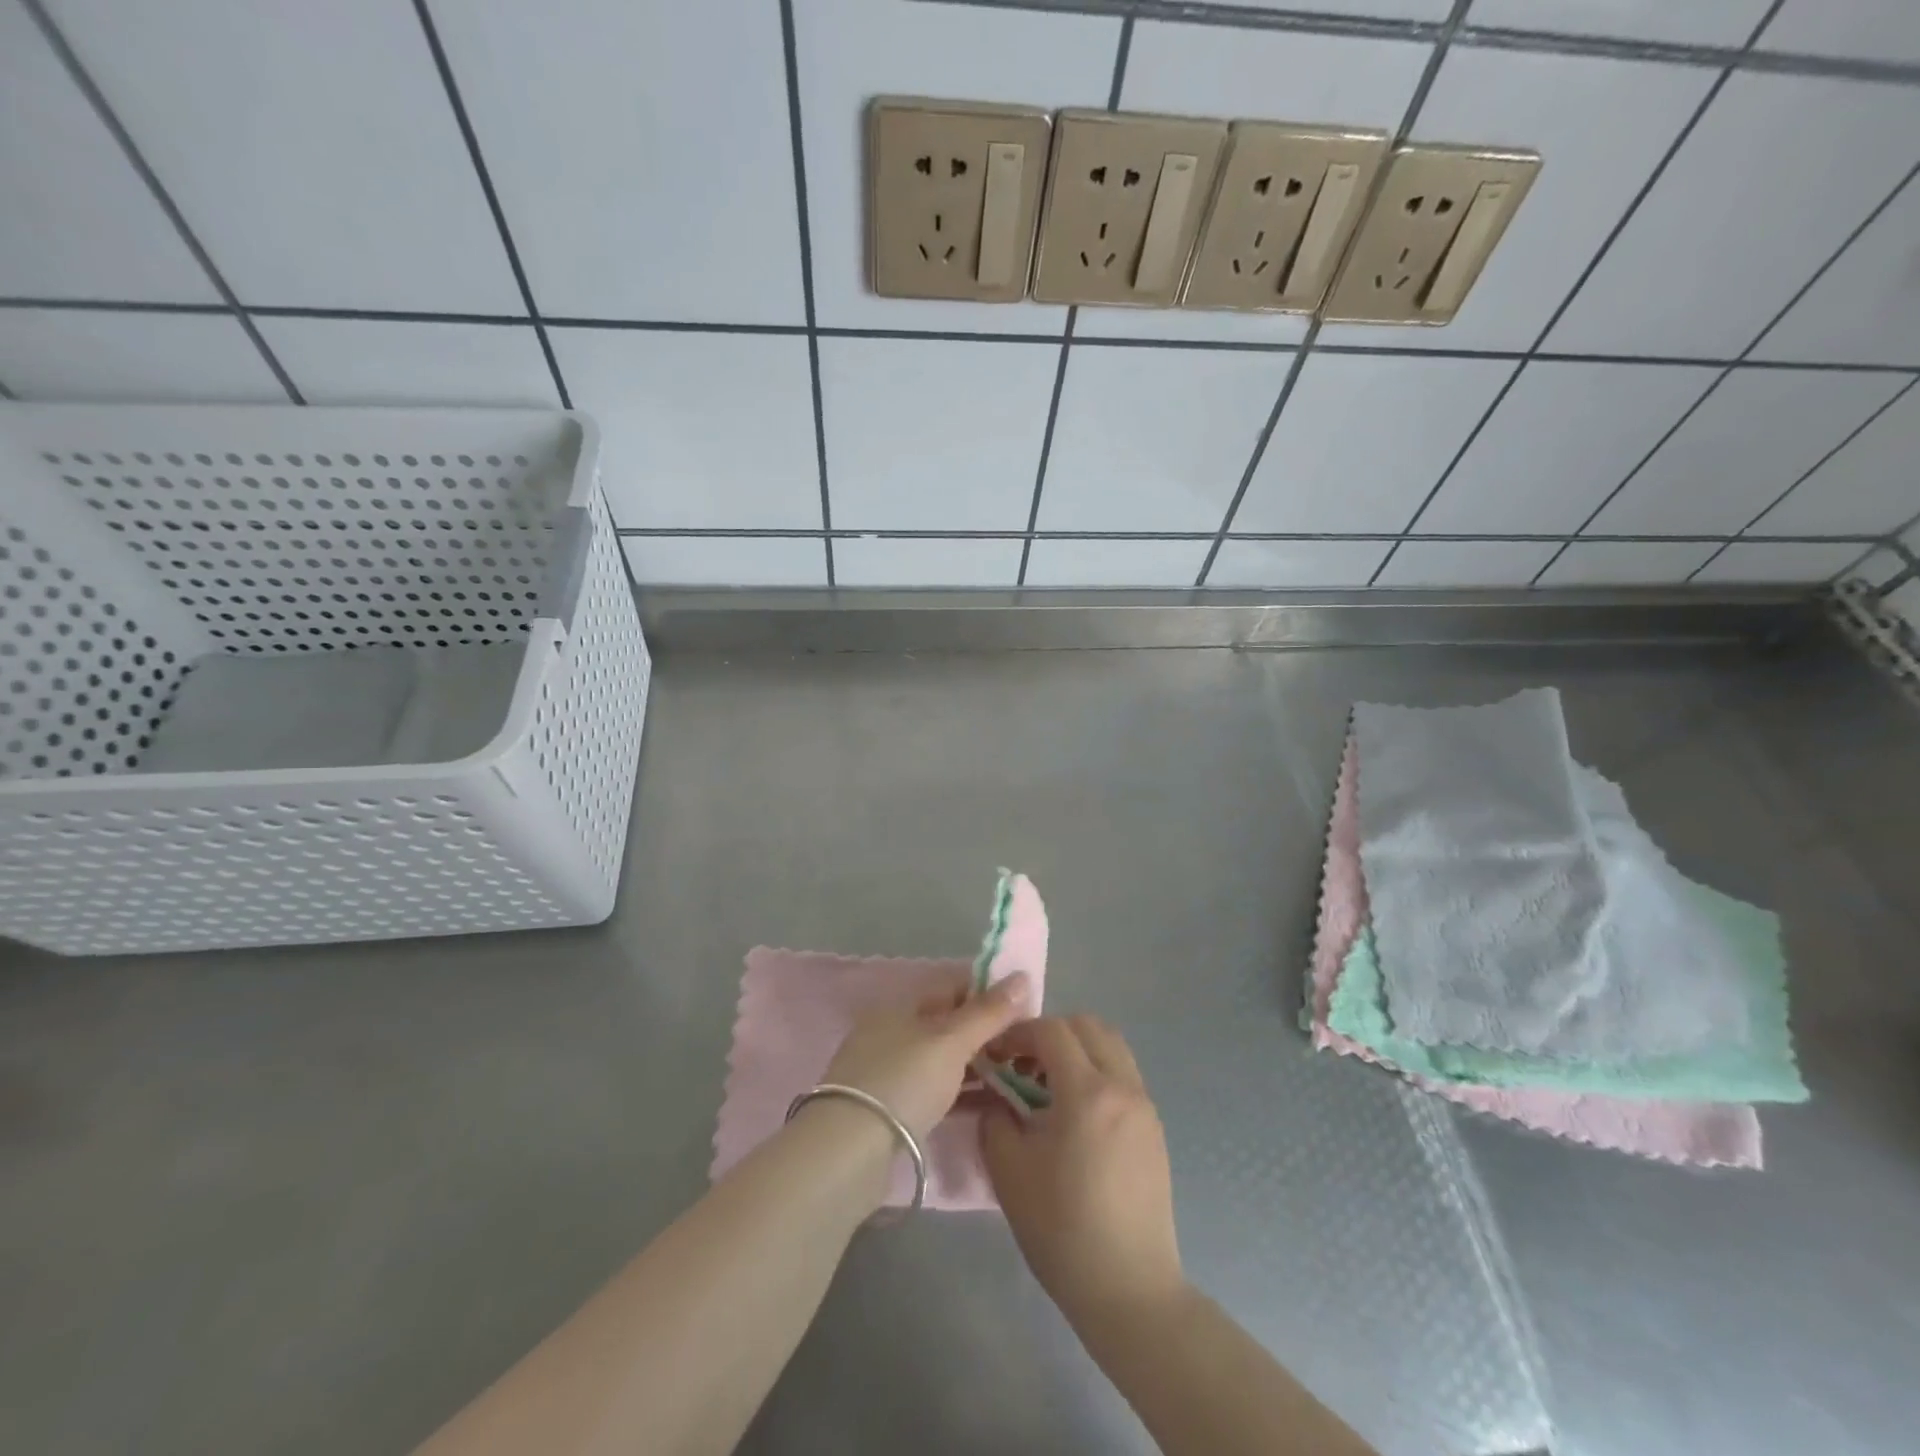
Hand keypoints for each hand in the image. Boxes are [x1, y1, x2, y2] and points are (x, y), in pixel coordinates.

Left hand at [819, 969, 1034, 1144]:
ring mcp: (891, 1072)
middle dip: (988, 1033)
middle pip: (950, 1024)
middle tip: (1028, 1047)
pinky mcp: (893, 1110)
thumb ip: (988, 1011)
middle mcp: (894, 1032)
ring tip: (1019, 1076)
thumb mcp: (951, 1041)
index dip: (990, 992)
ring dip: (979, 1066)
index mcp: (902, 1006)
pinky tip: (993, 1104)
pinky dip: (964, 1093)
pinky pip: (938, 1091)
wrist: (849, 1152)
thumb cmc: (904, 1080)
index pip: (953, 987)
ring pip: (944, 1060)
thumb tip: (1023, 975)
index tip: (1027, 1009)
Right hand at [980, 1015, 1185, 1328]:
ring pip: (1111, 1047)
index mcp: (1087, 1092)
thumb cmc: (1062, 1228)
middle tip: (1023, 1063)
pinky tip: (1075, 1116)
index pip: (1052, 1030)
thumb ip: (996, 1118)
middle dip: (1051, 1033)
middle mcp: (1123, 1086)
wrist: (1129, 1288)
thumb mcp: (1009, 1170)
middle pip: (1088, 1026)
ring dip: (1077, 1050)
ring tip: (1048, 1087)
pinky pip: (1123, 1076)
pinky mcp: (1154, 1128)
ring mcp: (1145, 1106)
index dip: (1019, 1033)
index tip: (996, 1054)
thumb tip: (998, 1097)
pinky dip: (1097, 1073)